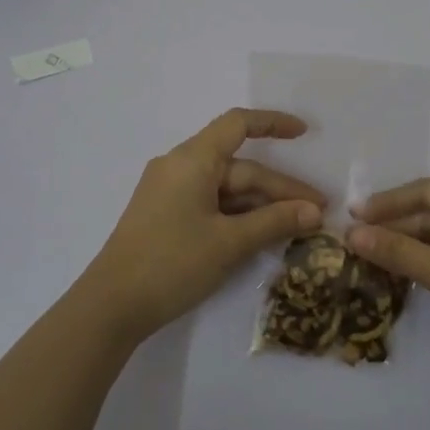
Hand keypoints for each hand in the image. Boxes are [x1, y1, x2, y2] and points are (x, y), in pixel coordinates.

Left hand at [80, 108, 324, 343]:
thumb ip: (275, 222)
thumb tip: (315, 212)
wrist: (112, 305)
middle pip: (240, 168)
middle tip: (317, 213)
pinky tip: (264, 233)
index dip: (273, 124)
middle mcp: (180, 167)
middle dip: (279, 189)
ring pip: (228, 189)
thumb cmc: (172, 263)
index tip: (304, 133)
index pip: (238, 124)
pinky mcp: (167, 215)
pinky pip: (212, 203)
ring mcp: (171, 192)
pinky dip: (239, 215)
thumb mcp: (229, 242)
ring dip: (262, 205)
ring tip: (299, 226)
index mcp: (192, 160)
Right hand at [346, 179, 429, 380]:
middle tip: (356, 239)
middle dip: (397, 226)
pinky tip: (403, 270)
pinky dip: (429, 258)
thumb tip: (352, 235)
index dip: (388, 203)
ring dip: (411, 244)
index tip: (354, 215)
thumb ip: (398, 251)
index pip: (428, 191)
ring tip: (371, 255)